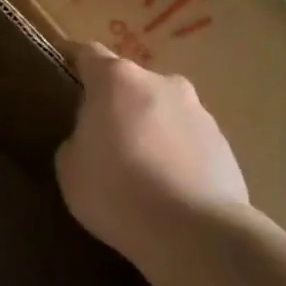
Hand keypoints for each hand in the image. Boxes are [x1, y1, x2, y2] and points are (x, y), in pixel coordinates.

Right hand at [55, 43, 250, 280]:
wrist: (193, 232)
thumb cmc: (115, 190)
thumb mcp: (69, 165)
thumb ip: (78, 139)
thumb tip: (94, 139)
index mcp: (117, 80)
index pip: (88, 54)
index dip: (72, 59)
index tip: (61, 66)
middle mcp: (162, 83)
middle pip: (130, 84)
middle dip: (115, 103)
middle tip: (101, 137)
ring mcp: (199, 112)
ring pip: (162, 112)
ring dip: (148, 128)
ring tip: (138, 169)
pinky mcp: (224, 145)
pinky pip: (187, 141)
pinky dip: (174, 154)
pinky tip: (166, 188)